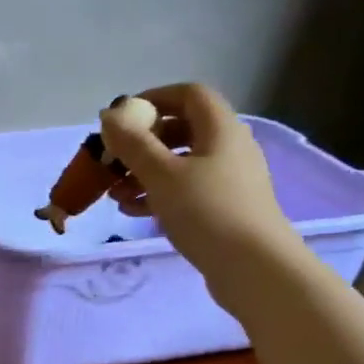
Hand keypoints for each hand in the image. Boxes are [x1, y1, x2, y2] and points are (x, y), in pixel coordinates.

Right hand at [98, 83, 295, 276]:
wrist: (254, 268)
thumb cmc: (206, 212)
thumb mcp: (161, 174)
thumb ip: (132, 143)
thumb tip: (109, 115)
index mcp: (220, 128)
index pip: (188, 94)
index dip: (154, 98)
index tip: (122, 118)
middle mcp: (230, 147)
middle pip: (182, 130)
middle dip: (143, 143)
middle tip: (113, 161)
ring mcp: (230, 180)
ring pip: (181, 164)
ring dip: (145, 173)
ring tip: (115, 193)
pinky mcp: (226, 209)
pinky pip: (187, 190)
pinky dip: (160, 194)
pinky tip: (134, 212)